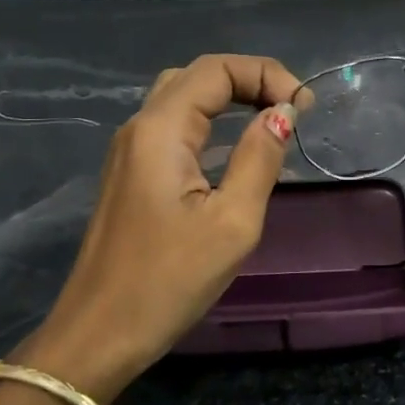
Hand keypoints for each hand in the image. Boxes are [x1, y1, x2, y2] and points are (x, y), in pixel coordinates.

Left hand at [16, 54, 301, 396]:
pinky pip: (174, 129)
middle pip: (197, 77)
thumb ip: (259, 159)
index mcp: (161, 130)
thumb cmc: (168, 281)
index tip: (304, 108)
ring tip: (271, 121)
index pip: (216, 69)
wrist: (100, 334)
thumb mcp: (231, 222)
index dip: (266, 74)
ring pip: (182, 100)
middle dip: (249, 81)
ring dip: (229, 99)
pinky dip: (210, 124)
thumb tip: (282, 113)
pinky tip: (235, 150)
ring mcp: (130, 152)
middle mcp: (140, 128)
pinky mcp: (131, 176)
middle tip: (290, 110)